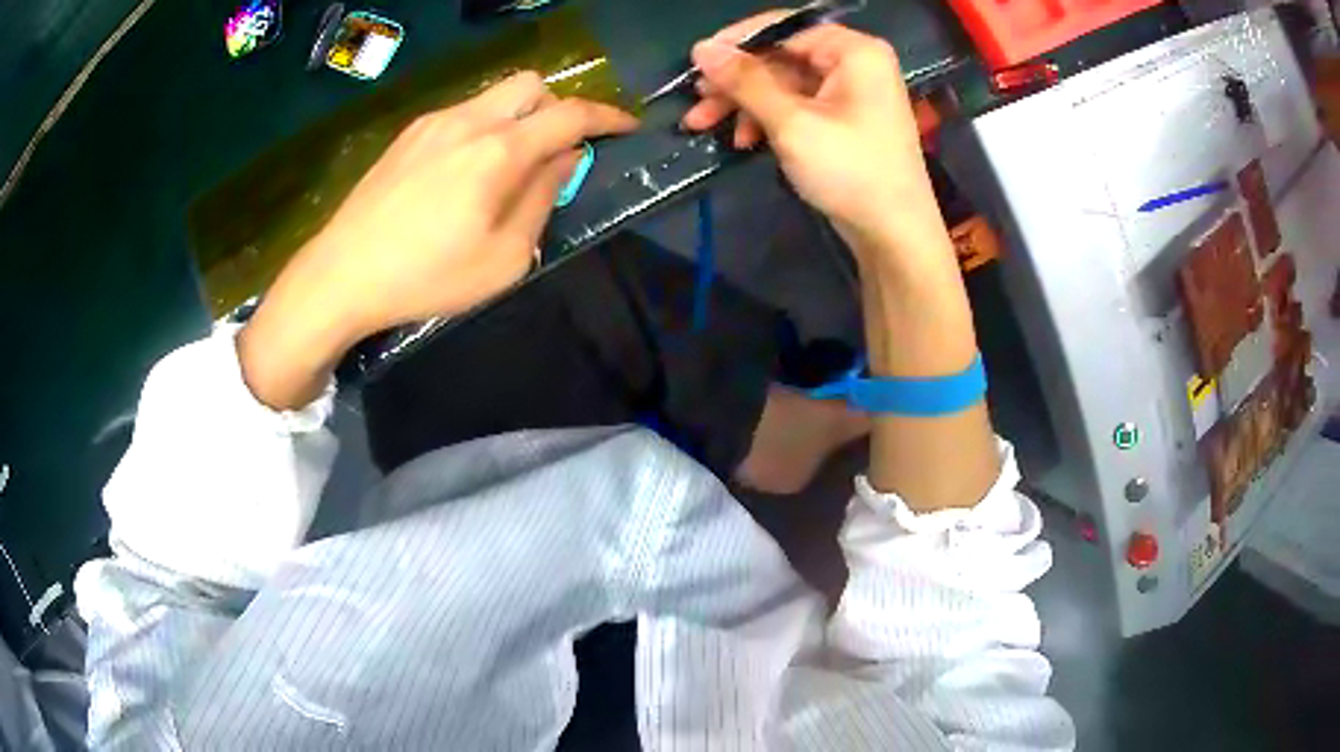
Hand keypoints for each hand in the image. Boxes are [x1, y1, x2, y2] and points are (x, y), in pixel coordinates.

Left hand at [238, 73, 637, 409]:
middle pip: (531, 84)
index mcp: (498, 151)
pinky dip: (482, 128)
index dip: (607, 117)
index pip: (570, 115)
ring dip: (517, 117)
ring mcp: (433, 123)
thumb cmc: (426, 276)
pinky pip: (461, 113)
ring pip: (493, 95)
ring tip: (505, 167)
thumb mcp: (504, 258)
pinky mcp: (407, 135)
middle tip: (554, 149)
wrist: (342, 274)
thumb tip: (563, 160)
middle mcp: (469, 121)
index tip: (627, 127)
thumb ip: (542, 199)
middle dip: (556, 107)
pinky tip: (462, 172)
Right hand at [681, 14, 935, 253]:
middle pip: (780, 58)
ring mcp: (848, 93)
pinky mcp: (841, 120)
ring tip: (703, 125)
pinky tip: (743, 141)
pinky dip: (767, 120)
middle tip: (696, 102)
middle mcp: (853, 63)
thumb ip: (745, 81)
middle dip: (736, 82)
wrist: (893, 234)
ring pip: (782, 85)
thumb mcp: (791, 122)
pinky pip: (795, 106)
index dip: (737, 42)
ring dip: (743, 104)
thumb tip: (701, 48)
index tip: (698, 61)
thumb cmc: (850, 170)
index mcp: (853, 51)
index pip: (784, 28)